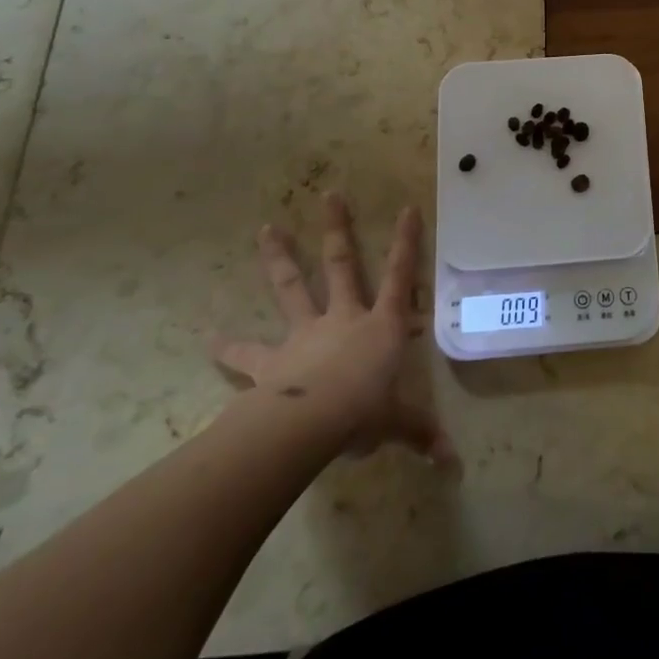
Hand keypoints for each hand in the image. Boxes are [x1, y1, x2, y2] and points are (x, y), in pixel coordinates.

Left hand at [213, 193, 453, 463]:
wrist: (310, 424)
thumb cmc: (364, 412)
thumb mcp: (398, 422)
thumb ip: (420, 434)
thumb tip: (452, 465)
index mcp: (381, 325)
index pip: (402, 275)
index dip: (407, 242)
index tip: (409, 207)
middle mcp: (344, 317)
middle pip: (343, 264)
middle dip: (338, 229)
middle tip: (330, 194)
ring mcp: (305, 334)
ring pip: (292, 287)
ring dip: (279, 258)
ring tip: (266, 229)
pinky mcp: (271, 362)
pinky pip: (246, 354)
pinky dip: (226, 347)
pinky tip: (207, 339)